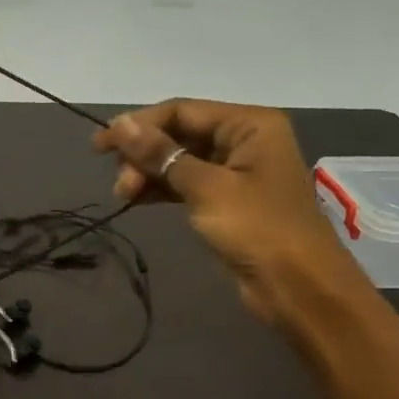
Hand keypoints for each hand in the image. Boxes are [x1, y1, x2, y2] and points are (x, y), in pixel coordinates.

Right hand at [93, 100, 367, 324]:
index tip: (99, 147)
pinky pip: (186, 182)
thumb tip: (118, 124)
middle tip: (120, 184)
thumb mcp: (206, 188)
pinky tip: (137, 200)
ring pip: (179, 159)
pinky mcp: (227, 200)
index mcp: (249, 124)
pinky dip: (161, 188)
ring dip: (148, 173)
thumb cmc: (257, 229)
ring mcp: (236, 170)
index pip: (181, 111)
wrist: (298, 287)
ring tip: (124, 195)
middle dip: (143, 154)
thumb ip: (161, 154)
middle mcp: (244, 139)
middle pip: (179, 133)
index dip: (138, 126)